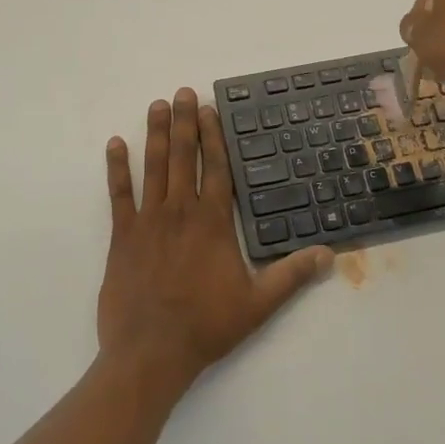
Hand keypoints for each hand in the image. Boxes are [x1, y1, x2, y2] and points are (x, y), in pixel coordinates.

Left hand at [99, 89, 328, 396]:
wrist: (150, 352)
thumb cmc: (206, 326)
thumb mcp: (258, 304)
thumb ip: (292, 275)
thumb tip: (329, 254)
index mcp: (213, 222)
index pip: (216, 168)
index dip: (213, 136)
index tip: (210, 109)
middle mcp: (180, 211)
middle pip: (184, 157)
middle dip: (185, 122)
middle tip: (183, 92)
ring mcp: (148, 221)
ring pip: (153, 167)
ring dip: (156, 134)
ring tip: (158, 105)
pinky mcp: (122, 236)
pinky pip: (118, 194)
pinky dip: (116, 168)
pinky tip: (115, 144)